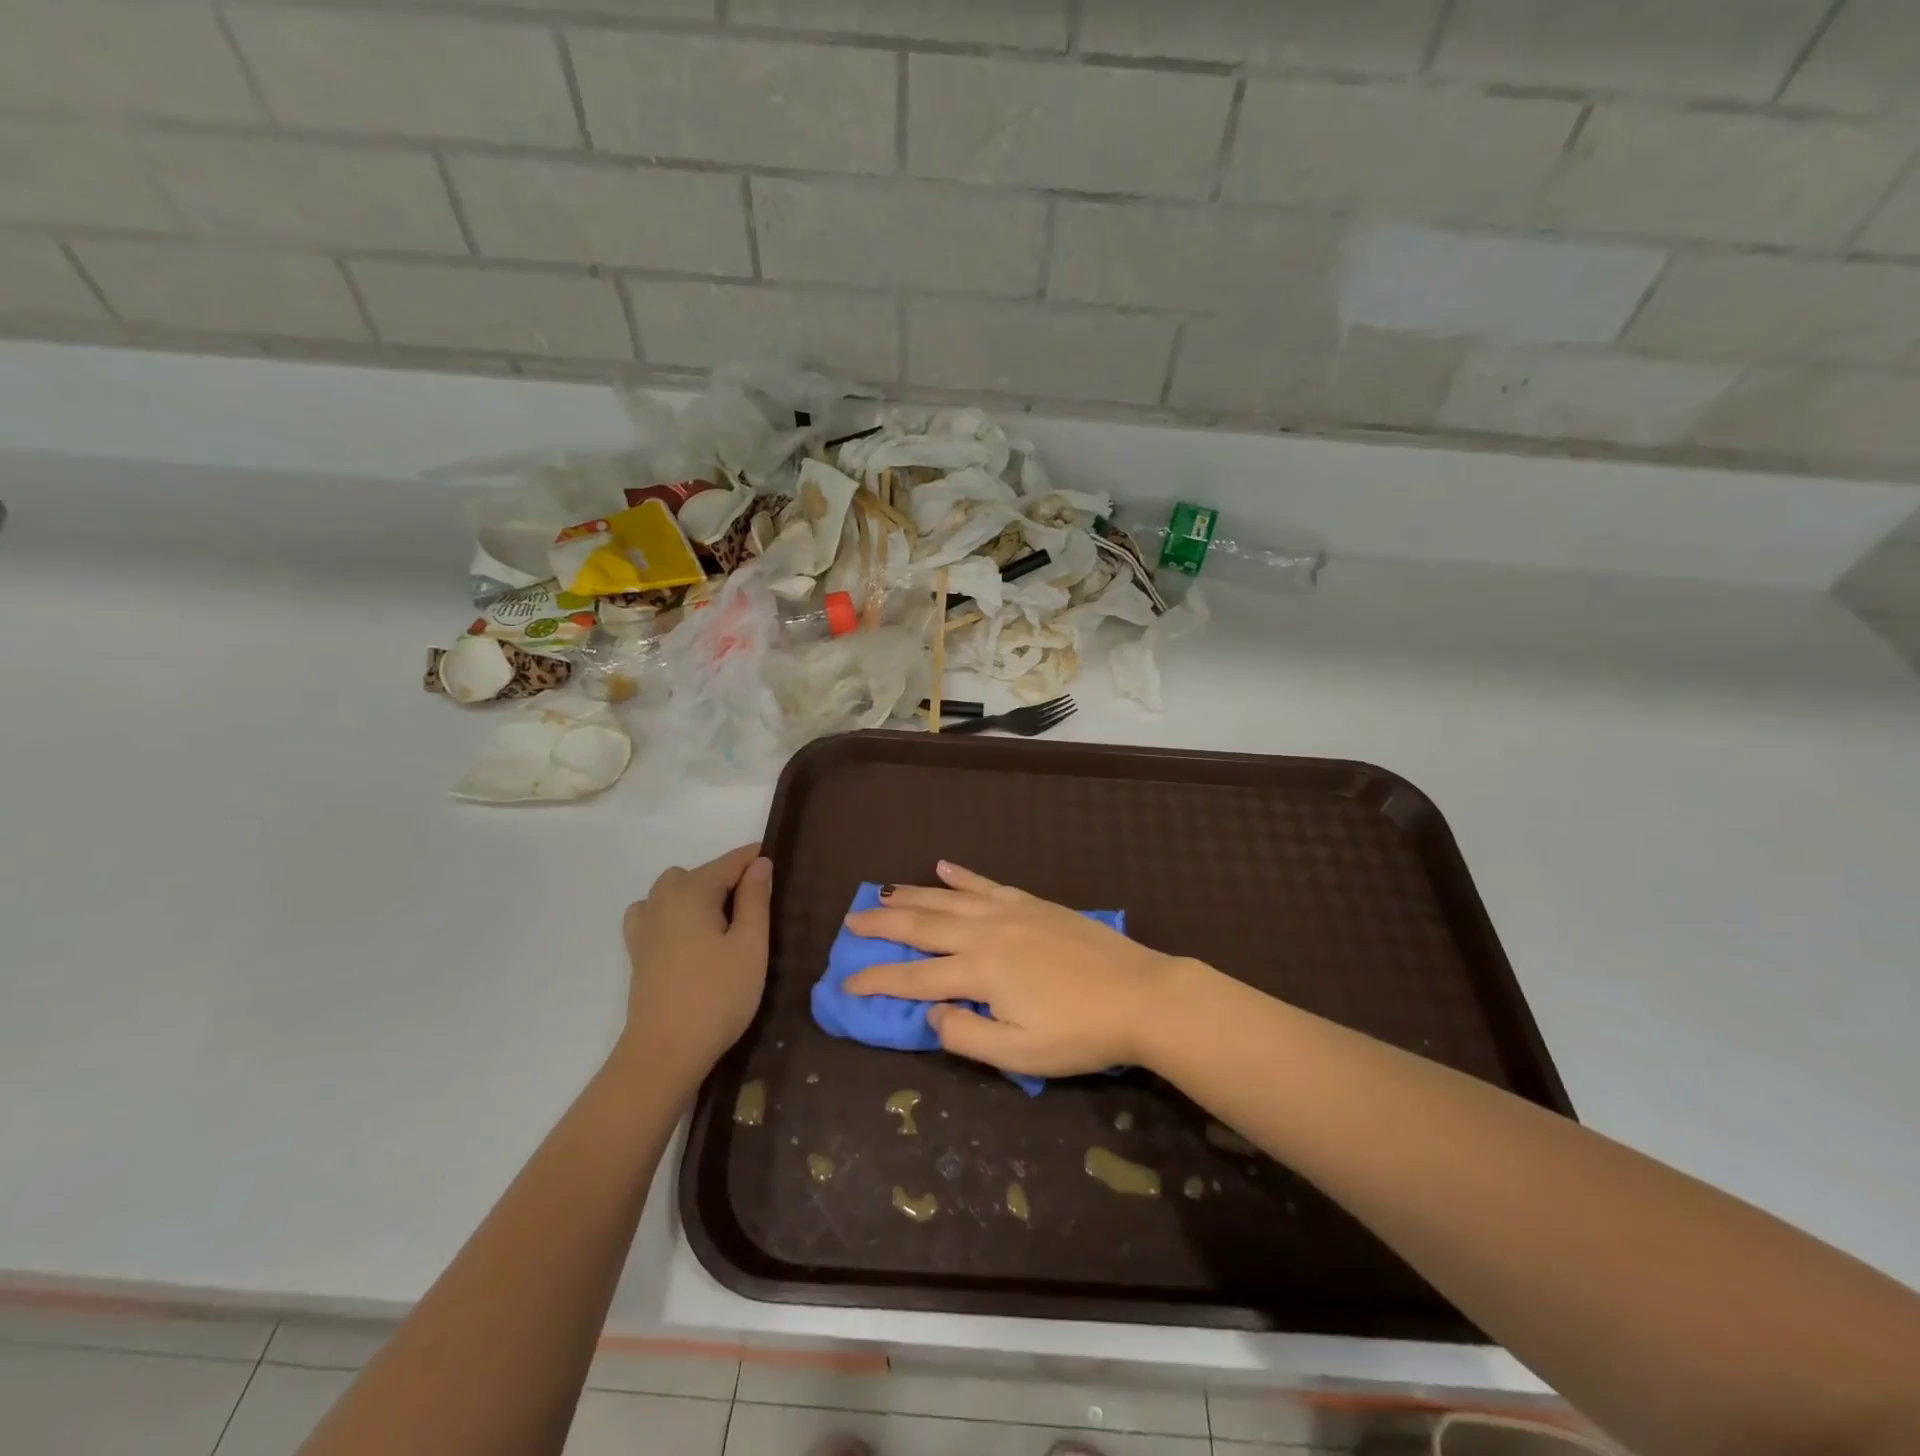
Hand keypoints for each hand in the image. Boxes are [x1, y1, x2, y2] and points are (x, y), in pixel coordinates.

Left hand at [618, 844, 771, 1080]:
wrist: (665, 1051)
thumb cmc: (718, 995)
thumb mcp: (751, 944)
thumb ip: (755, 898)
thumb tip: (759, 863)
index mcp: (692, 891)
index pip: (730, 862)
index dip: (755, 859)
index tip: (779, 863)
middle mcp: (662, 899)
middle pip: (700, 873)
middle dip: (728, 879)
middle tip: (756, 908)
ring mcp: (645, 925)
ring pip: (674, 890)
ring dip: (699, 895)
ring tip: (722, 923)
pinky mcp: (637, 950)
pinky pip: (655, 912)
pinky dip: (674, 912)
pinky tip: (689, 936)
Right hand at [843, 861, 1185, 1077]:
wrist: (1141, 995)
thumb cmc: (1081, 1033)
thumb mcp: (1021, 1055)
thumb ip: (967, 1035)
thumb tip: (929, 1014)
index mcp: (980, 973)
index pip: (914, 977)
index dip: (876, 981)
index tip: (845, 982)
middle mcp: (986, 934)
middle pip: (922, 926)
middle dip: (882, 924)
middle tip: (851, 920)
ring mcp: (1010, 912)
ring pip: (948, 899)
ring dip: (911, 895)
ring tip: (882, 892)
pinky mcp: (1033, 903)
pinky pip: (987, 884)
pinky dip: (961, 876)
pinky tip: (943, 867)